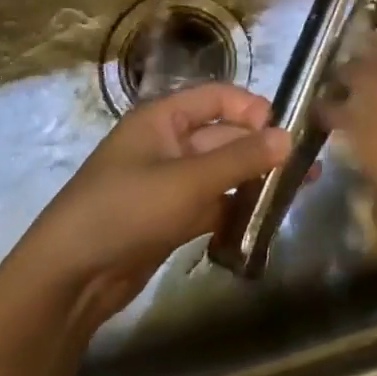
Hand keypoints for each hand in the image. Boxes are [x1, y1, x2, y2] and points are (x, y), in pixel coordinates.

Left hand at [12, 84, 291, 331]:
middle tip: (307, 167)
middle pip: (223, 137)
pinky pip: (212, 204)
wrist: (69, 277)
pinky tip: (267, 221)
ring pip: (221, 173)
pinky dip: (236, 210)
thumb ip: (240, 159)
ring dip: (255, 181)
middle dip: (262, 149)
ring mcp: (168, 183)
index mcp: (163, 118)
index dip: (252, 109)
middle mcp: (167, 144)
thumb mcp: (188, 181)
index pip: (217, 98)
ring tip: (299, 192)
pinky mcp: (170, 218)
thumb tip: (289, 136)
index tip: (287, 131)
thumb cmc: (126, 210)